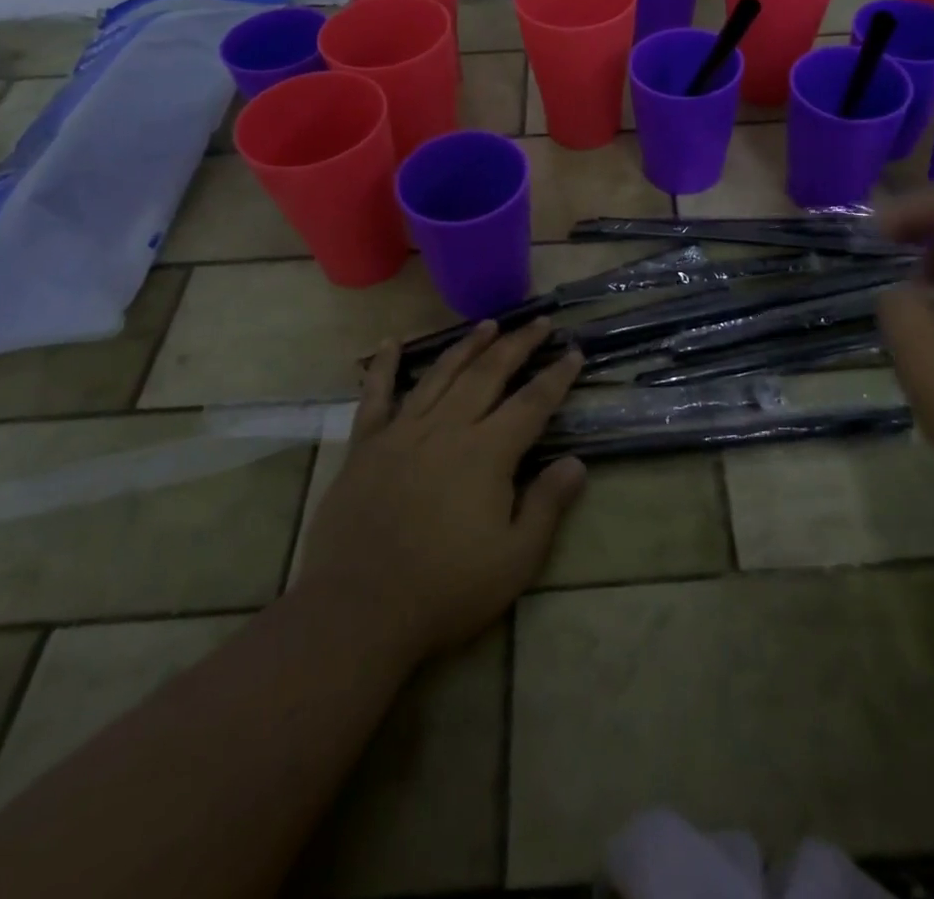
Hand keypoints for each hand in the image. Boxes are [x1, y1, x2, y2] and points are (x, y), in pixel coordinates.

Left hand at [292, 320, 586, 665]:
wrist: (357, 611)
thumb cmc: (445, 590)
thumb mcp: (514, 560)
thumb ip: (547, 506)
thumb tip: (576, 462)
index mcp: (487, 453)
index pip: (532, 403)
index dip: (556, 376)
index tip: (573, 352)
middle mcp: (447, 429)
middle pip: (488, 373)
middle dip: (518, 344)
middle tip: (539, 322)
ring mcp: (402, 433)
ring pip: (440, 374)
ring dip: (467, 345)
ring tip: (488, 323)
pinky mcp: (365, 446)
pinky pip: (375, 396)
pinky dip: (383, 366)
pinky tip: (390, 343)